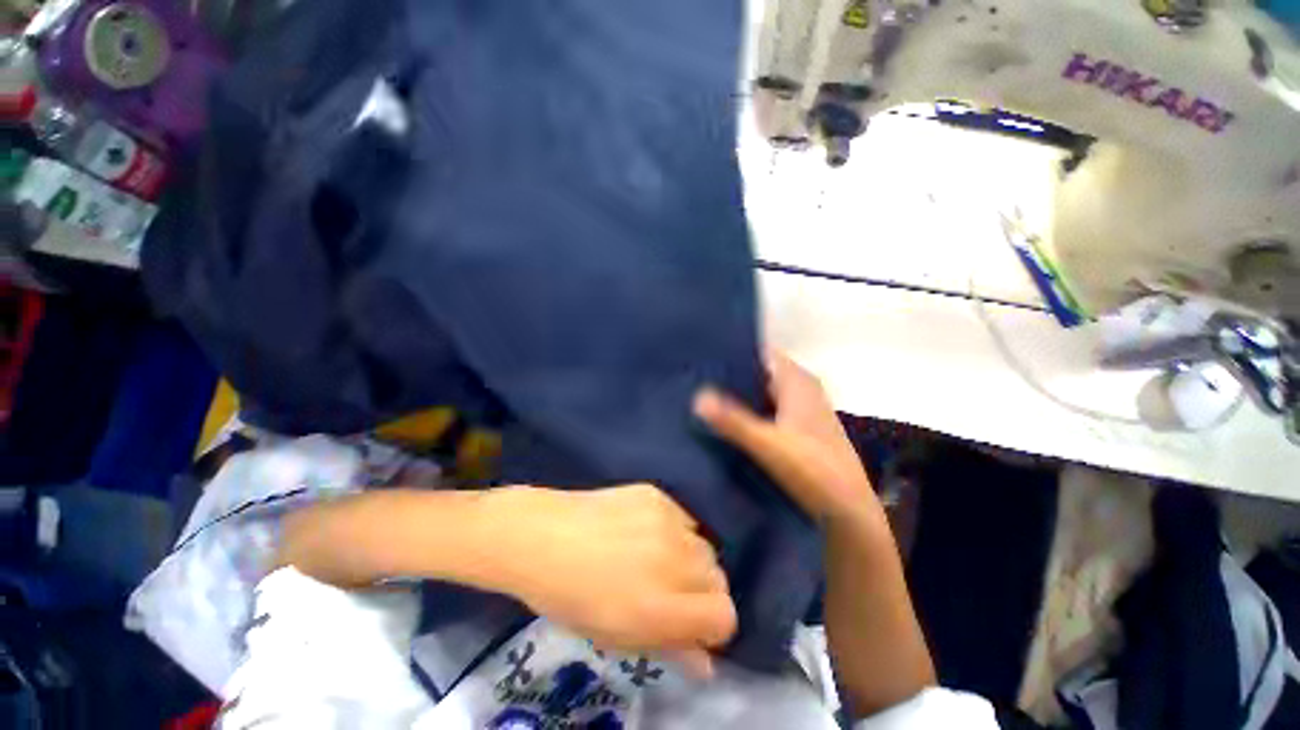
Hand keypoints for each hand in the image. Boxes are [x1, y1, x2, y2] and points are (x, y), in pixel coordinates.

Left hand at [485, 484, 736, 676]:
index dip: (711, 626)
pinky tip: (644, 530)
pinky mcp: (657, 494)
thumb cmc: (571, 597)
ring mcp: (666, 520)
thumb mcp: (617, 636)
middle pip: (718, 577)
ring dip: (689, 559)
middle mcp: (673, 560)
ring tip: (655, 557)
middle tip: (669, 591)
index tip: (690, 625)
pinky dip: (674, 530)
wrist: (542, 536)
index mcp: (662, 607)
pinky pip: (684, 517)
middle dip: (700, 592)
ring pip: (704, 545)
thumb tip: (706, 662)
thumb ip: (668, 647)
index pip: (724, 615)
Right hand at [694, 351, 875, 525]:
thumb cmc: (813, 471)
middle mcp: (802, 389)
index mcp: (797, 381)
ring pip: (764, 393)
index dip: (733, 352)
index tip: (702, 357)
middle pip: (760, 372)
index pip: (761, 353)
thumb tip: (697, 396)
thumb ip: (732, 420)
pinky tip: (728, 422)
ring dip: (739, 396)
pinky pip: (769, 410)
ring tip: (703, 398)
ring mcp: (804, 409)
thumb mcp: (768, 445)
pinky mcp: (802, 429)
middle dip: (731, 376)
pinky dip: (750, 412)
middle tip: (695, 380)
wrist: (850, 513)